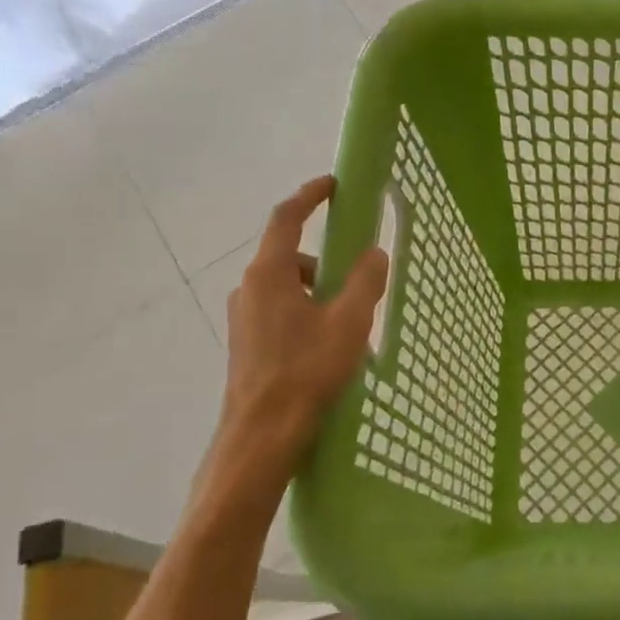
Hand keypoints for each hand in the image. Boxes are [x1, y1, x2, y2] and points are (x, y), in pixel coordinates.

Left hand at [210, 178, 388, 497]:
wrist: (262, 434)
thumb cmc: (306, 371)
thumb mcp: (349, 322)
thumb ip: (365, 282)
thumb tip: (375, 253)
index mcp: (269, 274)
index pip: (287, 218)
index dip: (310, 196)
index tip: (333, 184)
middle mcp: (249, 288)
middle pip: (291, 256)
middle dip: (327, 261)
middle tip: (360, 281)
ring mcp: (244, 317)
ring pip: (288, 288)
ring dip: (320, 293)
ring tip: (351, 325)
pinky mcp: (247, 343)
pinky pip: (282, 312)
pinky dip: (308, 314)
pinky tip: (329, 347)